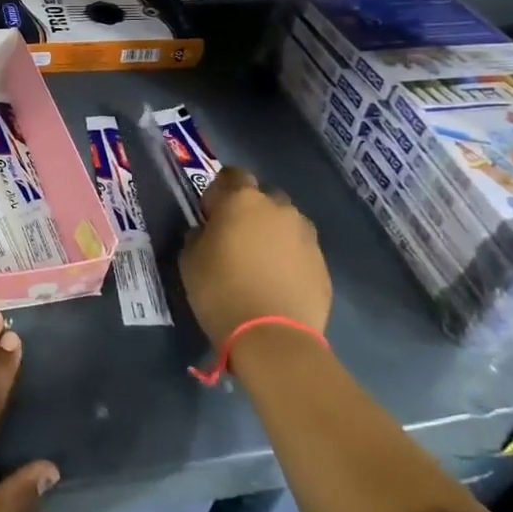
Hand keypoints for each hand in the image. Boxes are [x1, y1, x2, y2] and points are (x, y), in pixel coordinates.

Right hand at [179, 168, 331, 344]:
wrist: (272, 336)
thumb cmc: (220, 289)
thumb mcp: (189, 259)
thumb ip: (199, 235)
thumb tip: (208, 233)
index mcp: (242, 200)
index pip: (231, 175)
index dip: (218, 192)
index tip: (210, 215)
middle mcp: (279, 209)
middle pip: (263, 197)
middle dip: (250, 211)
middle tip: (235, 238)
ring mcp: (306, 236)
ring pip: (286, 223)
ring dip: (272, 233)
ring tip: (259, 262)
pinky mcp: (323, 264)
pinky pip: (300, 250)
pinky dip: (288, 259)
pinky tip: (276, 282)